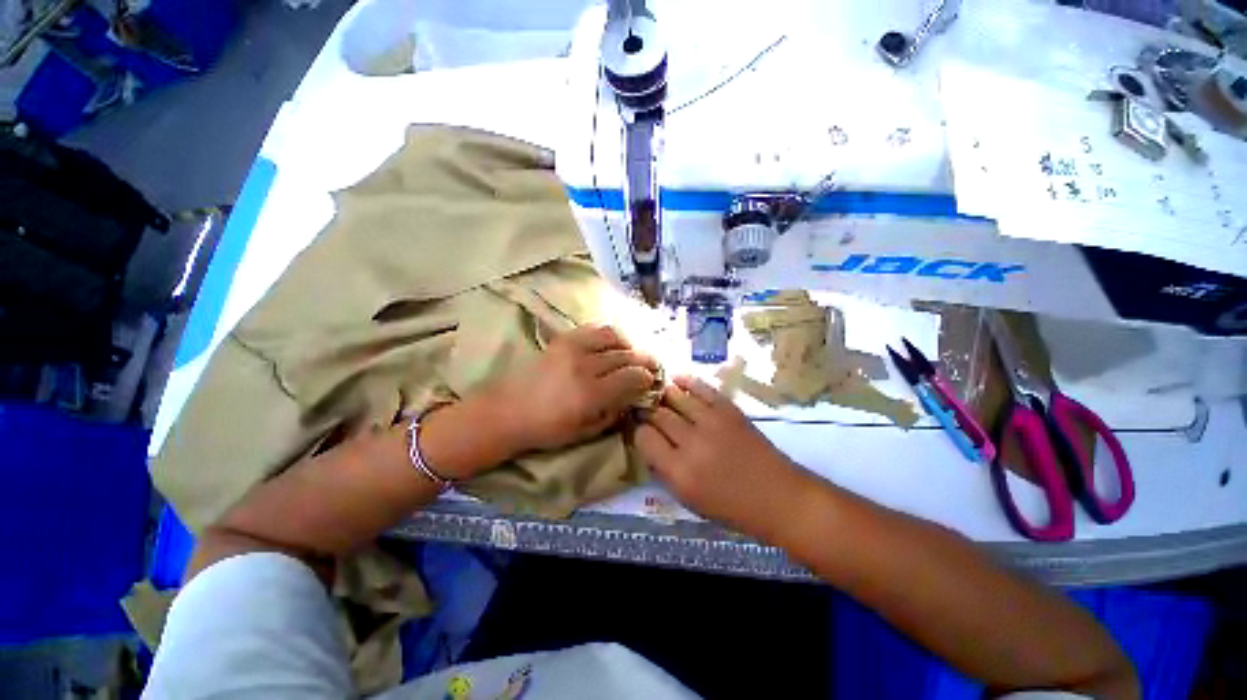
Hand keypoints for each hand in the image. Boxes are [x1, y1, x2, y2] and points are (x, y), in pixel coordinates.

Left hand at [486, 325, 658, 453]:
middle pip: (627, 356)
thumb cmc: (547, 428)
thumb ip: (614, 413)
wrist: (508, 410)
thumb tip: (633, 397)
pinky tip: (614, 343)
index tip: (651, 381)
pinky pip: (595, 329)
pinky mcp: (564, 339)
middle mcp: (586, 366)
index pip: (632, 378)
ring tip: (633, 354)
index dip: (647, 378)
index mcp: (591, 394)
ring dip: (629, 345)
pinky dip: (610, 334)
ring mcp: (573, 348)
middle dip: (645, 360)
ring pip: (614, 337)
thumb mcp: (585, 431)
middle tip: (652, 365)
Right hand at [634, 376, 815, 539]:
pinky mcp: (729, 410)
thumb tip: (649, 443)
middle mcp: (692, 443)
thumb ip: (664, 471)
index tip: (643, 431)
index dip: (640, 432)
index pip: (644, 438)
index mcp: (680, 472)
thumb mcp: (689, 500)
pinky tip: (677, 379)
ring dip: (664, 394)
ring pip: (675, 397)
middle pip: (658, 414)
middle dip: (649, 411)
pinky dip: (686, 381)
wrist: (779, 498)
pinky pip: (701, 388)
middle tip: (648, 410)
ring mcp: (712, 422)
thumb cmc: (732, 508)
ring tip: (658, 393)